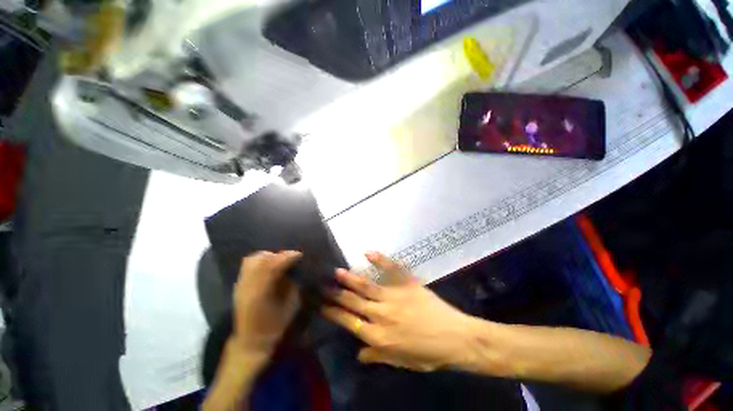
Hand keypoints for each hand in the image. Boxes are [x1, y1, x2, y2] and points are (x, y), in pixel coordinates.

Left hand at [231, 251, 301, 358]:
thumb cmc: (276, 326)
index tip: (300, 255)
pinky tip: (269, 265)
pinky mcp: (238, 285)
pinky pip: (248, 265)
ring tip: (280, 259)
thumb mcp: (291, 306)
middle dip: (279, 255)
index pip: (273, 266)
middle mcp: (247, 287)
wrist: (252, 341)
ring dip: (269, 256)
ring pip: (252, 260)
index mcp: (261, 294)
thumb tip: (296, 269)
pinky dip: (260, 260)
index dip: (288, 257)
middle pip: (261, 260)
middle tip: (292, 257)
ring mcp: (240, 285)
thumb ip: (293, 284)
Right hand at [322, 252, 478, 371]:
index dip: (334, 313)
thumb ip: (378, 356)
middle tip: (323, 285)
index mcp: (379, 336)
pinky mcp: (406, 284)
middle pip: (353, 302)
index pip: (349, 322)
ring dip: (350, 278)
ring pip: (366, 286)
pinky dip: (379, 260)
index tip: (323, 305)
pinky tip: (367, 253)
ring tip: (337, 271)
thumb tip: (358, 354)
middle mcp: (381, 314)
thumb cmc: (428, 353)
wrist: (455, 338)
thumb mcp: (402, 361)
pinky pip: (390, 269)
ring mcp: (394, 296)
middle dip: (336, 294)